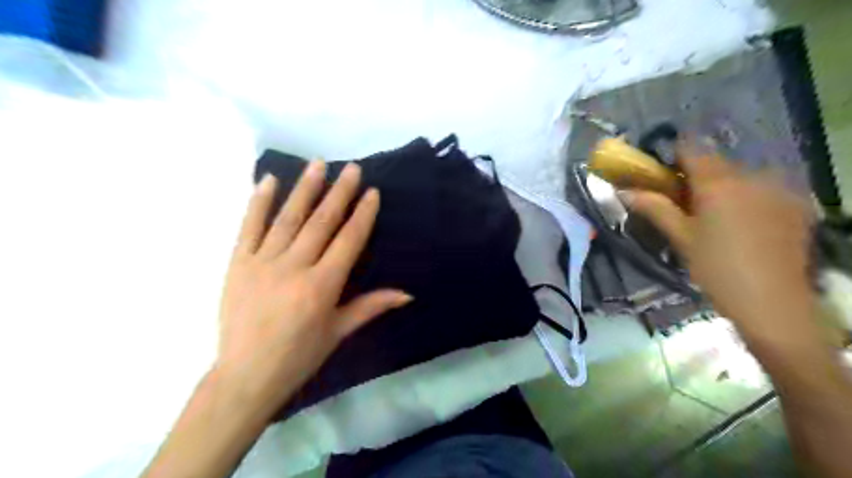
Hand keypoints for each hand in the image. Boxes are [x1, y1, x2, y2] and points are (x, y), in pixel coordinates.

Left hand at [214, 160, 410, 413]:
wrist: (246, 375)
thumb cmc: (299, 356)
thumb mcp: (339, 332)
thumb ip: (371, 307)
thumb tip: (407, 294)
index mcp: (322, 286)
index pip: (348, 240)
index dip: (362, 214)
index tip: (371, 192)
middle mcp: (294, 267)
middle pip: (321, 222)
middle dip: (339, 192)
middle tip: (351, 167)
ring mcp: (263, 262)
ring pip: (288, 218)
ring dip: (305, 188)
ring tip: (318, 164)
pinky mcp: (238, 264)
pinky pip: (249, 227)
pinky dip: (259, 202)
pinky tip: (269, 181)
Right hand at [623, 138, 817, 343]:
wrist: (772, 302)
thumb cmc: (716, 268)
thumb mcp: (680, 237)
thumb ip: (654, 208)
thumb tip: (624, 191)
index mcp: (718, 183)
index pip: (692, 149)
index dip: (672, 155)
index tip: (659, 173)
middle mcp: (752, 176)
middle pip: (716, 163)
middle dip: (695, 176)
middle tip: (680, 201)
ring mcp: (778, 189)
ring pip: (740, 176)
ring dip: (721, 187)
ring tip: (711, 217)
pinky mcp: (795, 205)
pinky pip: (762, 189)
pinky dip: (745, 197)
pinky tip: (741, 224)